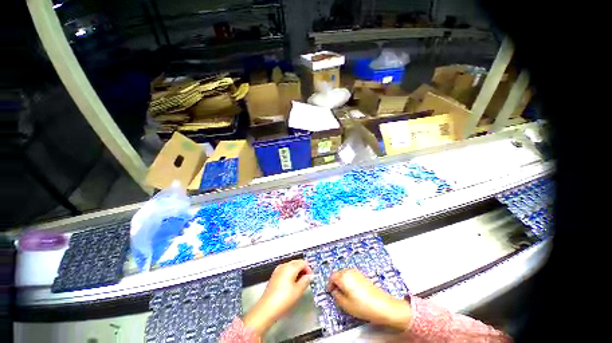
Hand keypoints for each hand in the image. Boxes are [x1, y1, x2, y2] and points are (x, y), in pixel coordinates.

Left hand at [243, 260, 312, 334]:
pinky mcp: (274, 276)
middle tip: (307, 281)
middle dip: (303, 270)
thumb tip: (310, 276)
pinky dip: (290, 274)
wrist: (266, 309)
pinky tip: (291, 285)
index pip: (303, 262)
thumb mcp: (298, 291)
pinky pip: (285, 270)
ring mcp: (278, 270)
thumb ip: (305, 281)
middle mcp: (284, 265)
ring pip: (291, 266)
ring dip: (297, 272)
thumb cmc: (284, 299)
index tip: (311, 278)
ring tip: (300, 284)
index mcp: (290, 267)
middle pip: (296, 262)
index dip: (309, 269)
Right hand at [328, 269, 411, 330]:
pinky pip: (351, 275)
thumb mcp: (345, 304)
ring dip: (342, 281)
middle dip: (336, 282)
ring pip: (345, 274)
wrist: (382, 306)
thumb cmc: (364, 306)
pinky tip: (353, 292)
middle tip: (336, 293)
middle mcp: (349, 271)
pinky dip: (349, 281)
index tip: (330, 292)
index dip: (329, 285)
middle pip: (338, 274)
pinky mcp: (362, 275)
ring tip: (345, 294)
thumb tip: (334, 292)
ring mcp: (357, 272)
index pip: (331, 277)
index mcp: (343, 277)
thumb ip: (336, 296)